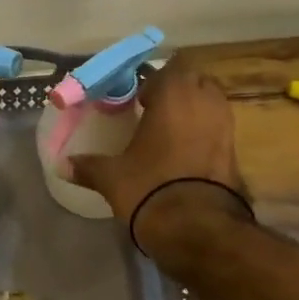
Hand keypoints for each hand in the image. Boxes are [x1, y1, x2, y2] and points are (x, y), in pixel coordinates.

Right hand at [65, 57, 247, 248]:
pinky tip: (187, 153)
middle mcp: (204, 103)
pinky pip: (220, 130)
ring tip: (172, 130)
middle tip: (157, 109)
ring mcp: (226, 127)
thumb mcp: (112, 177)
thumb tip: (61, 165)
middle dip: (179, 91)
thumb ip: (88, 166)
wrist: (198, 229)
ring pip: (212, 104)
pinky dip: (206, 134)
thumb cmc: (150, 187)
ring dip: (196, 110)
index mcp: (173, 96)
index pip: (170, 69)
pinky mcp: (237, 153)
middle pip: (196, 81)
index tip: (140, 98)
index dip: (155, 81)